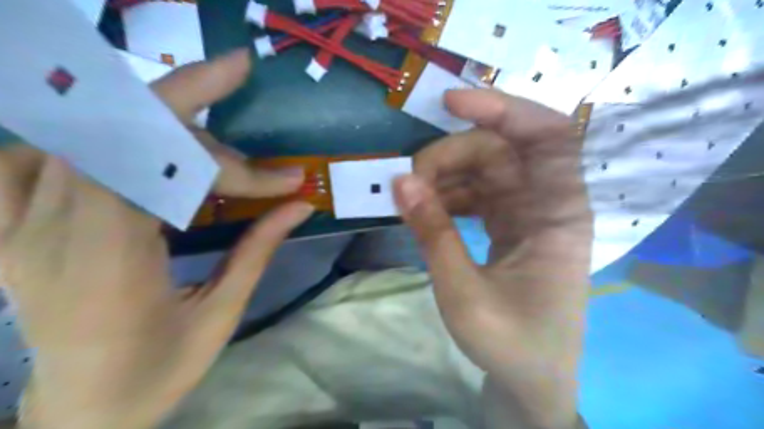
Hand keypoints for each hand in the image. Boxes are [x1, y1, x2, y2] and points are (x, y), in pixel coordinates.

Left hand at [0, 50, 313, 428]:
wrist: (77, 414)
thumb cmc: (156, 373)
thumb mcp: (219, 316)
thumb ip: (257, 249)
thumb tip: (300, 203)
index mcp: (107, 264)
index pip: (147, 158)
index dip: (213, 138)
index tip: (283, 169)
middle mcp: (46, 232)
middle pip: (115, 129)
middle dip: (190, 108)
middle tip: (241, 103)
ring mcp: (15, 225)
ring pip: (78, 128)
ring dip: (153, 120)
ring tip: (207, 141)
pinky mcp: (7, 226)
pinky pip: (35, 152)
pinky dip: (91, 133)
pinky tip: (133, 152)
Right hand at [394, 89, 588, 428]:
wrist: (530, 379)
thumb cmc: (510, 343)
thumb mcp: (463, 292)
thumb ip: (433, 233)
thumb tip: (400, 181)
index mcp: (558, 215)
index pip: (546, 137)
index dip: (503, 108)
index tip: (450, 103)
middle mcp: (548, 204)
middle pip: (500, 151)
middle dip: (450, 154)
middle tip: (409, 180)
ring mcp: (527, 213)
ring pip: (484, 170)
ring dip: (444, 174)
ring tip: (410, 196)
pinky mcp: (510, 225)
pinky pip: (477, 193)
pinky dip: (448, 194)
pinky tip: (424, 207)